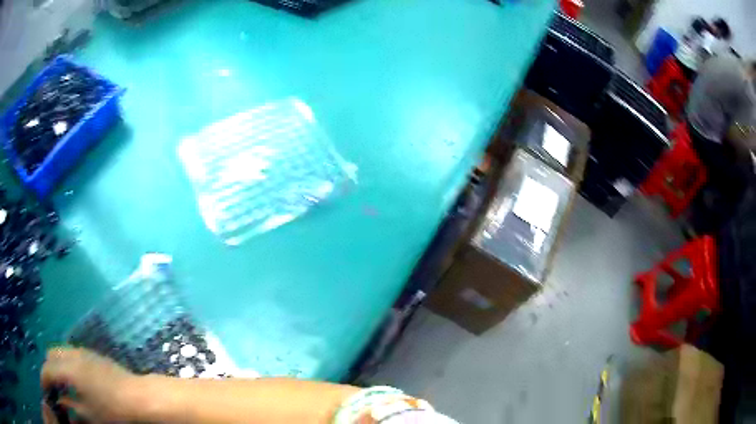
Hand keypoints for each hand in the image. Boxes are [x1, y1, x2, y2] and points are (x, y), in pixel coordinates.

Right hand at [41, 347, 139, 422]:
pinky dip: (67, 362)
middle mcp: (71, 354)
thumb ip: (72, 407)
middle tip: (53, 387)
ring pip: (60, 351)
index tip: (45, 389)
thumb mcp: (89, 414)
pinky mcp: (93, 354)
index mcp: (67, 369)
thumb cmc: (113, 410)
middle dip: (49, 369)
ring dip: (57, 364)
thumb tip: (61, 403)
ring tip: (62, 384)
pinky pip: (72, 353)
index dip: (44, 379)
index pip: (48, 370)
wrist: (139, 397)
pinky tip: (75, 379)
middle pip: (51, 355)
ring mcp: (83, 351)